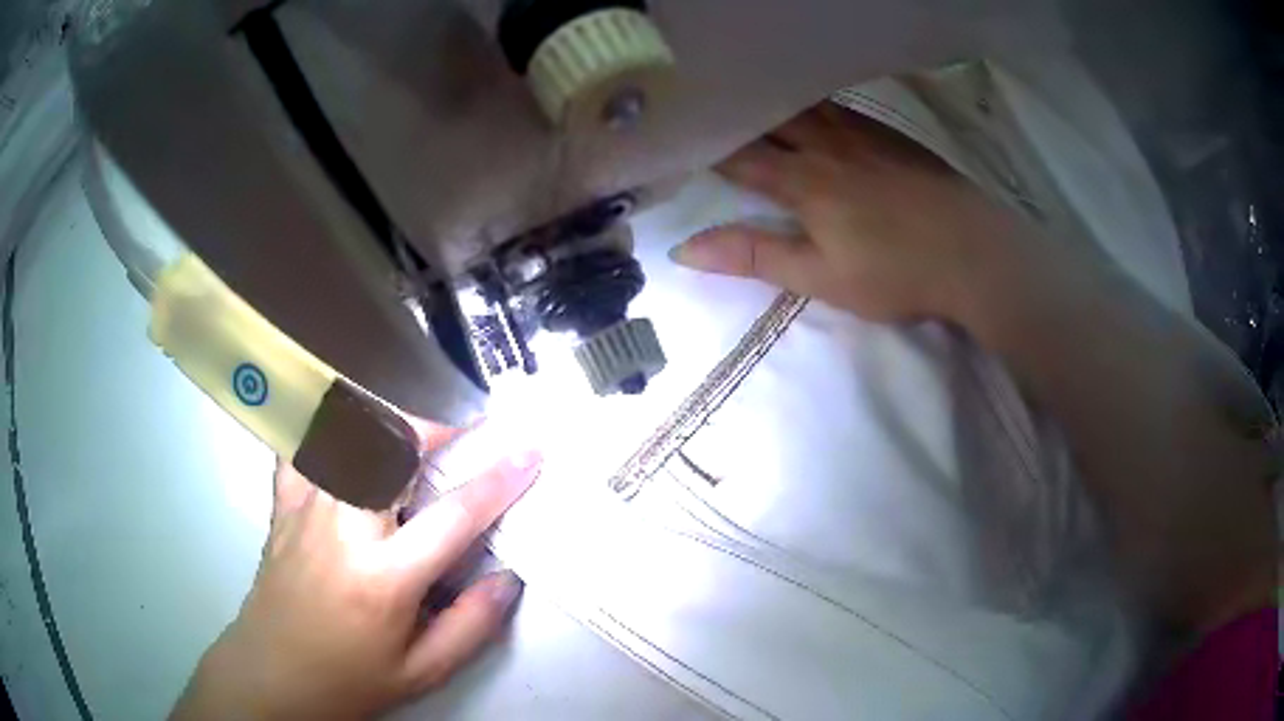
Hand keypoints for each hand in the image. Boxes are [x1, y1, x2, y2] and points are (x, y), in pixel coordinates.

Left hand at [172, 431, 542, 720]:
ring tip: (412, 439)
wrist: (273, 674)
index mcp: (383, 577)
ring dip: (388, 427)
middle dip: (434, 429)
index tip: (530, 451)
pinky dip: (328, 432)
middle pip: (390, 449)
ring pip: (347, 437)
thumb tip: (508, 577)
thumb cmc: (350, 678)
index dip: (499, 480)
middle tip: (463, 435)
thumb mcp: (422, 671)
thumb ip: (472, 624)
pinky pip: (304, 448)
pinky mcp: (283, 504)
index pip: (453, 515)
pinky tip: (346, 440)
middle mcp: (342, 528)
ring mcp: (306, 508)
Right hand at [671, 103, 1028, 322]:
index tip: (678, 141)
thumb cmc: (897, 272)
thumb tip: (684, 249)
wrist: (976, 252)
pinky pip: (836, 105)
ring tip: (747, 98)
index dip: (705, 147)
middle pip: (768, 117)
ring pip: (802, 104)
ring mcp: (861, 132)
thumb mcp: (821, 277)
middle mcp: (826, 144)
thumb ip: (754, 257)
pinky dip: (810, 101)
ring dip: (770, 101)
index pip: (739, 155)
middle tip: (707, 112)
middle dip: (734, 115)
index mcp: (803, 180)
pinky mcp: (888, 133)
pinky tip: (808, 106)